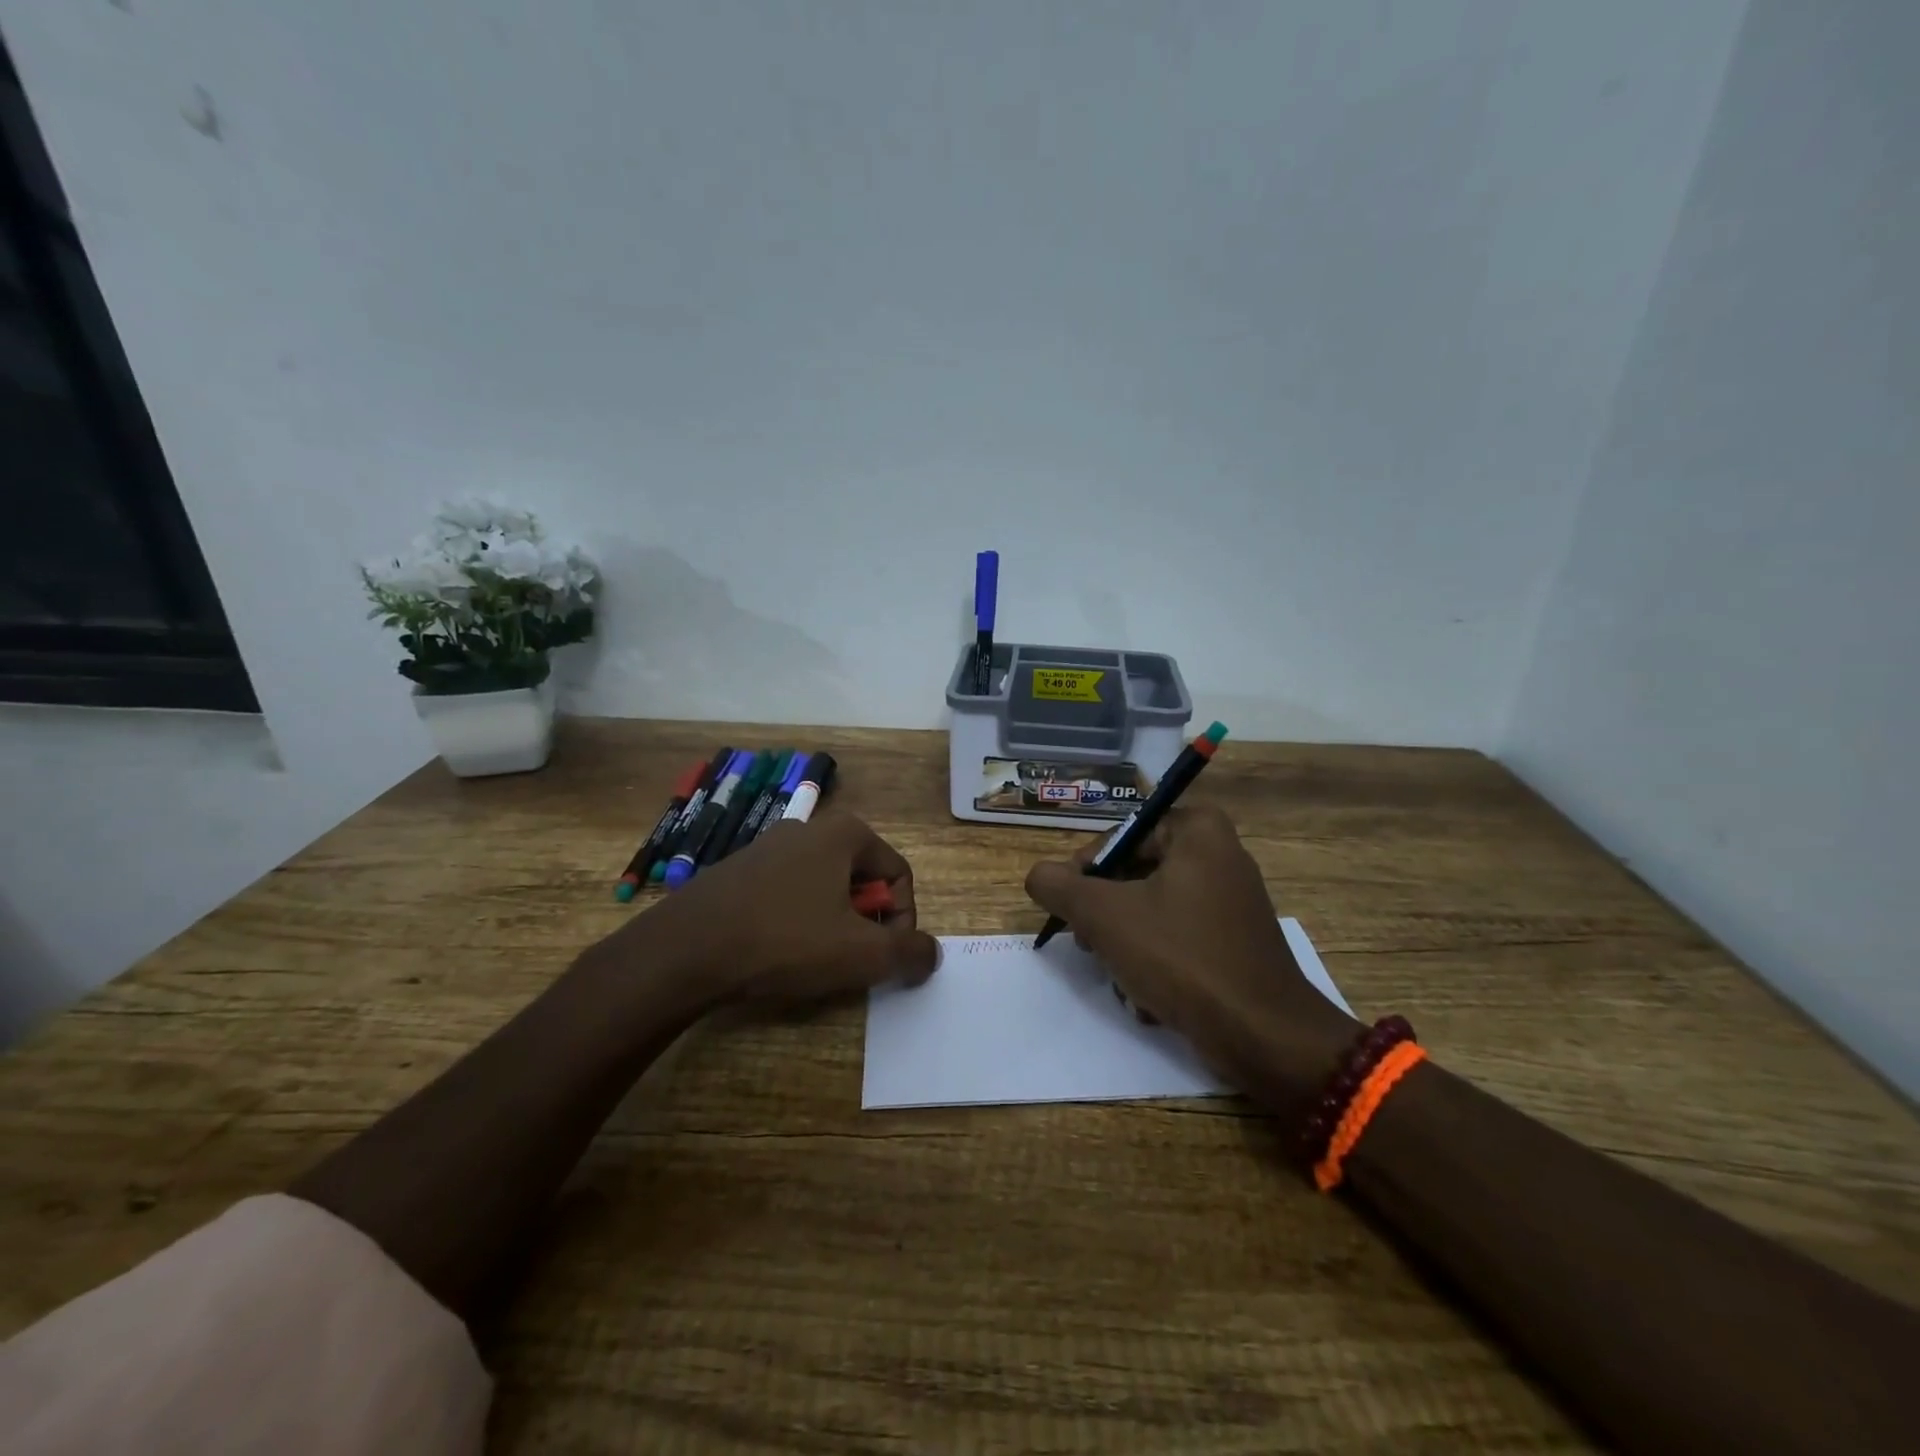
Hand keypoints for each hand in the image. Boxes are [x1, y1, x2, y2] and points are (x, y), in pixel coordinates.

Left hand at [589, 810, 939, 1012]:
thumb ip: (909, 952)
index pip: (899, 876)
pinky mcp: (739, 870)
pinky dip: (797, 922)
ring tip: (813, 963)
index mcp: (845, 832)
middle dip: (865, 924)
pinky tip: (777, 953)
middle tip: (850, 961)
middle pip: (862, 880)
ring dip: (832, 926)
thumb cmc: (786, 941)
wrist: (685, 950)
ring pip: (825, 889)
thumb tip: (932, 952)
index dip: (902, 922)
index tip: (884, 958)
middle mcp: (809, 827)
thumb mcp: (862, 953)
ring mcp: (769, 846)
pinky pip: (789, 895)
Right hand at [1024, 806, 1358, 1115]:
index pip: (1119, 835)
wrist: (1264, 1036)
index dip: (1086, 871)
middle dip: (1106, 916)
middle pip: (1133, 873)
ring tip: (1121, 979)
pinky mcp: (1235, 941)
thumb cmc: (1182, 958)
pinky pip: (1178, 937)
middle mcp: (1219, 854)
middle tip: (1088, 945)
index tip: (1071, 910)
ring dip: (1125, 946)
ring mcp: (1231, 900)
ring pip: (1151, 910)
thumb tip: (1038, 875)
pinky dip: (1156, 963)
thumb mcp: (1104, 916)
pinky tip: (1148, 997)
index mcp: (1198, 831)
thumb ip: (1059, 887)